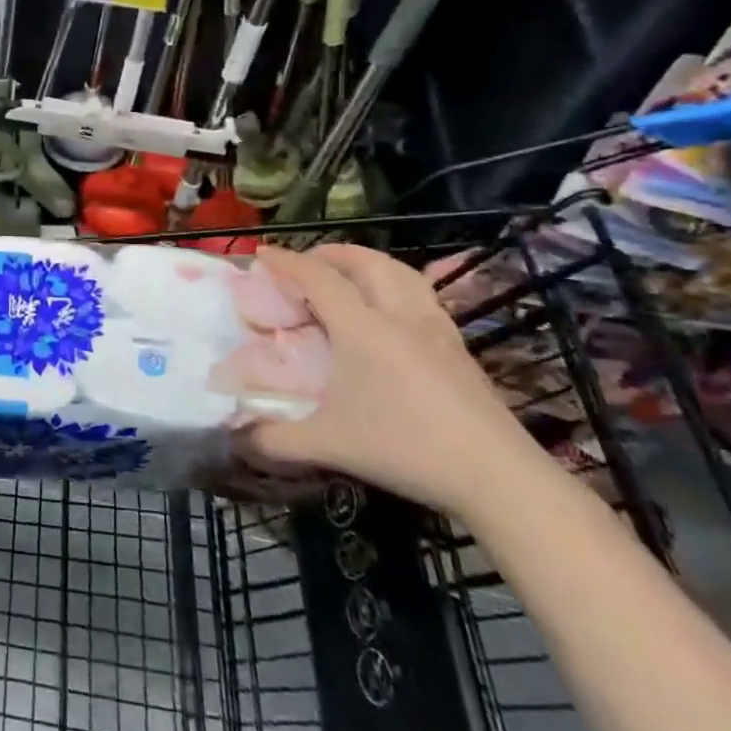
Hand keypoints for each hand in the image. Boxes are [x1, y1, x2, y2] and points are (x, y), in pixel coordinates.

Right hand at [238, 244, 550, 517]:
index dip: (286, 261)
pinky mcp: (460, 348)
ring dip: (368, 264)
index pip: (317, 277)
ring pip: (401, 273)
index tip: (261, 255)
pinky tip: (392, 315)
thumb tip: (233, 436)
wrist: (497, 476)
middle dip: (330, 253)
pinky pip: (423, 297)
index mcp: (362, 328)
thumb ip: (273, 439)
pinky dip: (397, 287)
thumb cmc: (404, 448)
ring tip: (348, 278)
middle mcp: (399, 315)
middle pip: (365, 261)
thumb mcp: (328, 445)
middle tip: (306, 264)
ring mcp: (436, 329)